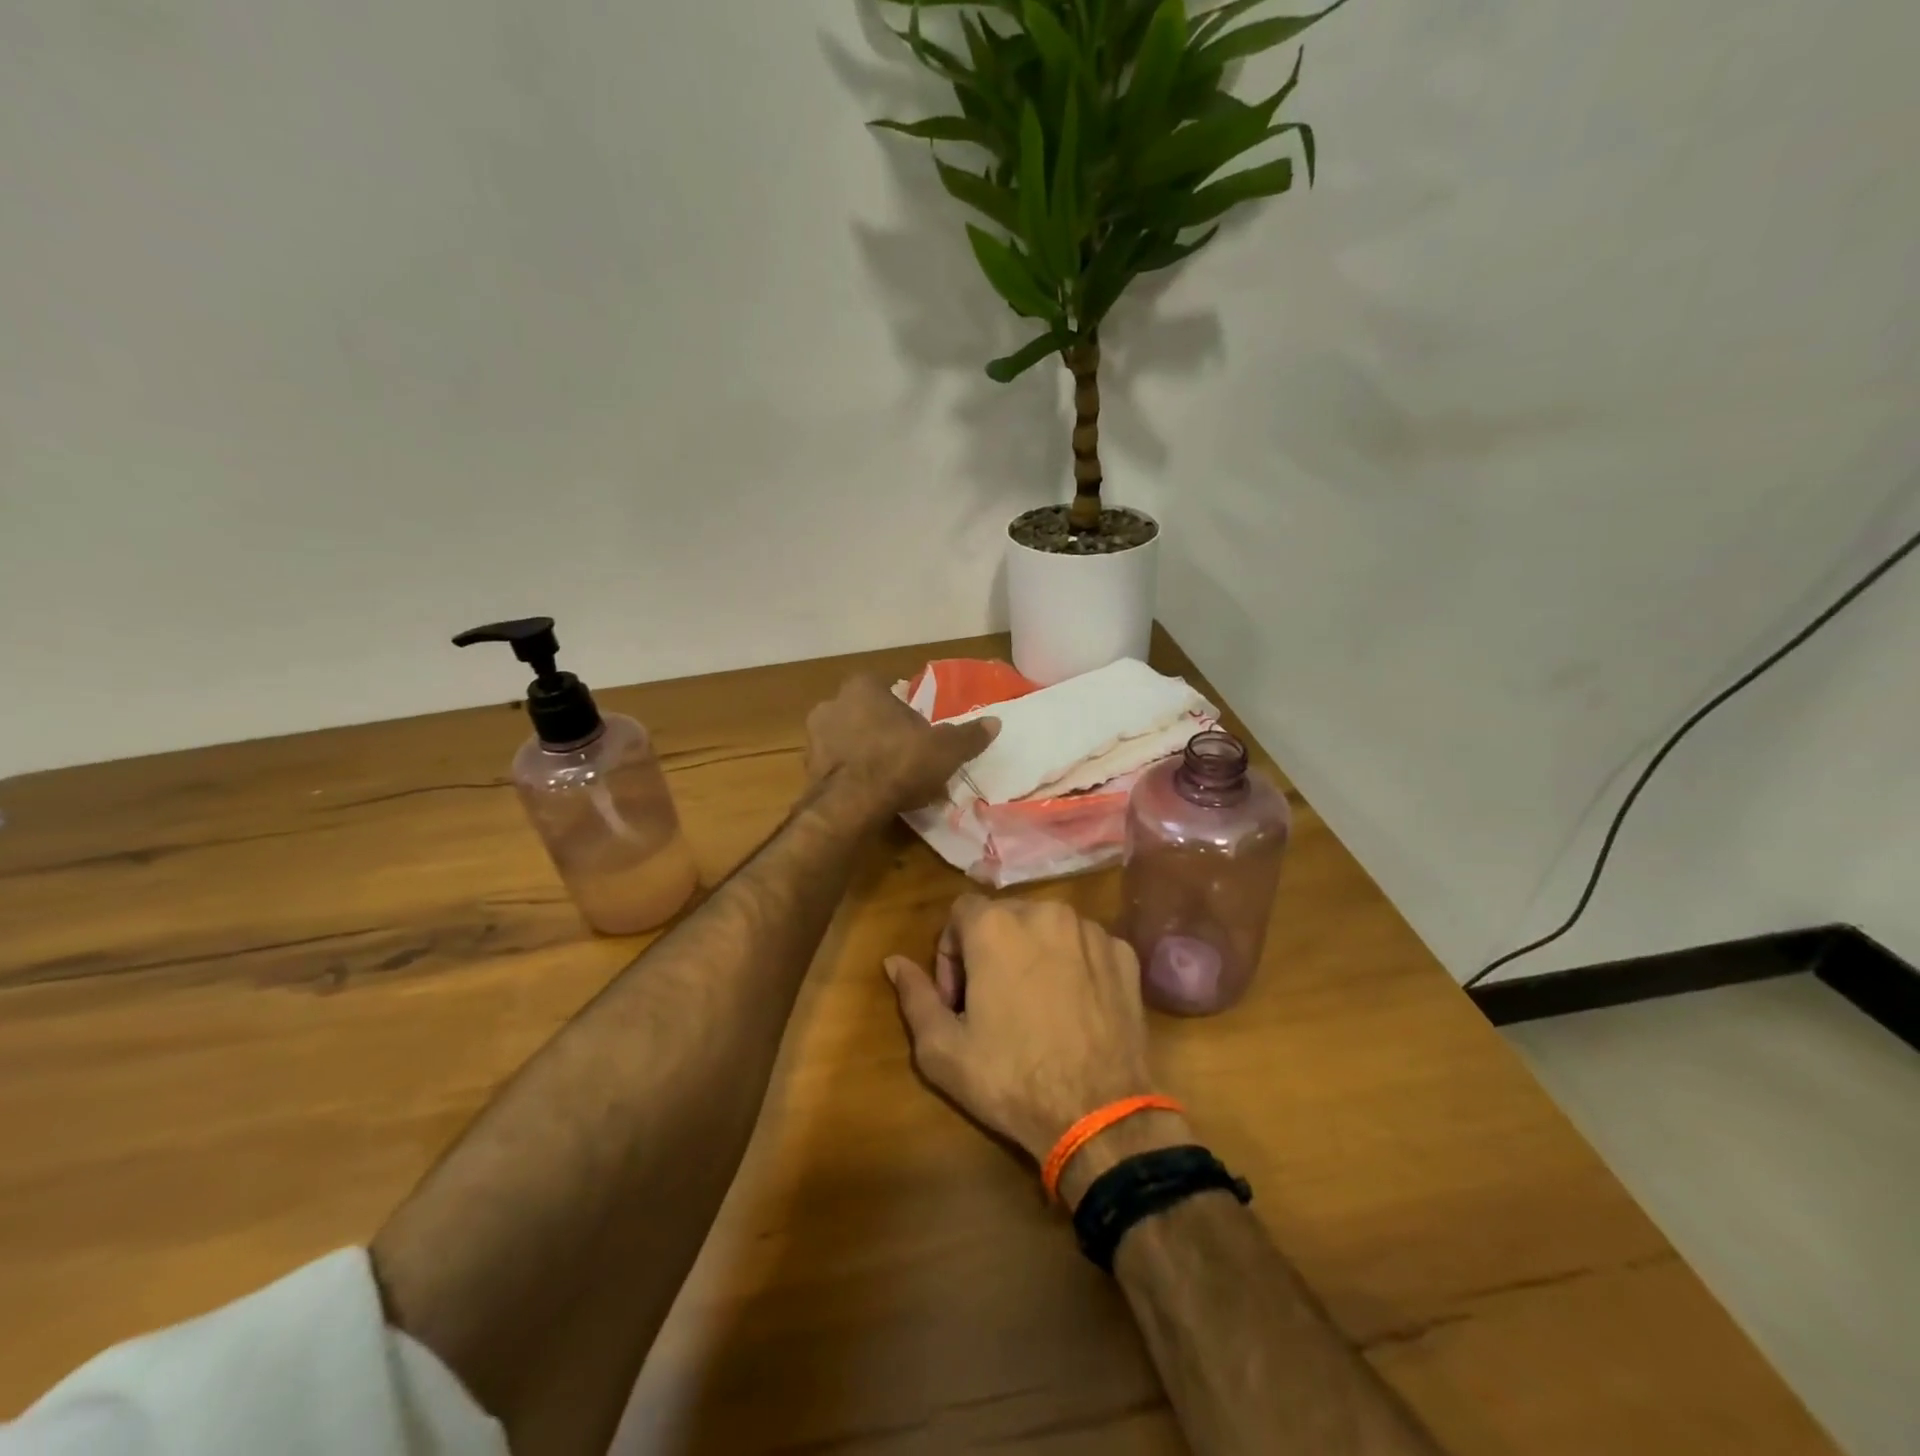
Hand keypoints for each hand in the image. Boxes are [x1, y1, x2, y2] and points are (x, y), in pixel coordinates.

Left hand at [805, 675, 997, 815]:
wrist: (851, 804)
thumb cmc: (900, 762)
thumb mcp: (945, 749)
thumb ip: (968, 735)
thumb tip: (995, 723)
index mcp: (863, 687)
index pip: (890, 691)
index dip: (907, 712)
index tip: (921, 733)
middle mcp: (832, 703)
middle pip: (867, 714)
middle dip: (884, 732)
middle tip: (908, 756)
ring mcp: (815, 736)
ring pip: (849, 740)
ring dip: (866, 754)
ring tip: (890, 779)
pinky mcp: (807, 768)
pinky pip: (837, 766)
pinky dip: (852, 775)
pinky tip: (871, 793)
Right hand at [884, 895, 1160, 1166]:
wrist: (1098, 1113)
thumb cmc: (1010, 1078)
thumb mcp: (942, 1048)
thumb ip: (914, 995)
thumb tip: (893, 962)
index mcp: (996, 925)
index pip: (960, 912)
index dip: (952, 952)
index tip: (958, 998)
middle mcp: (1045, 912)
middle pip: (1005, 917)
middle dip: (991, 951)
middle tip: (992, 1004)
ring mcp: (1090, 931)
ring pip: (1047, 928)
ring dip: (1033, 955)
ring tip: (1035, 1007)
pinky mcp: (1123, 954)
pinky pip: (1085, 946)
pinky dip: (1074, 965)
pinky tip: (1073, 1009)